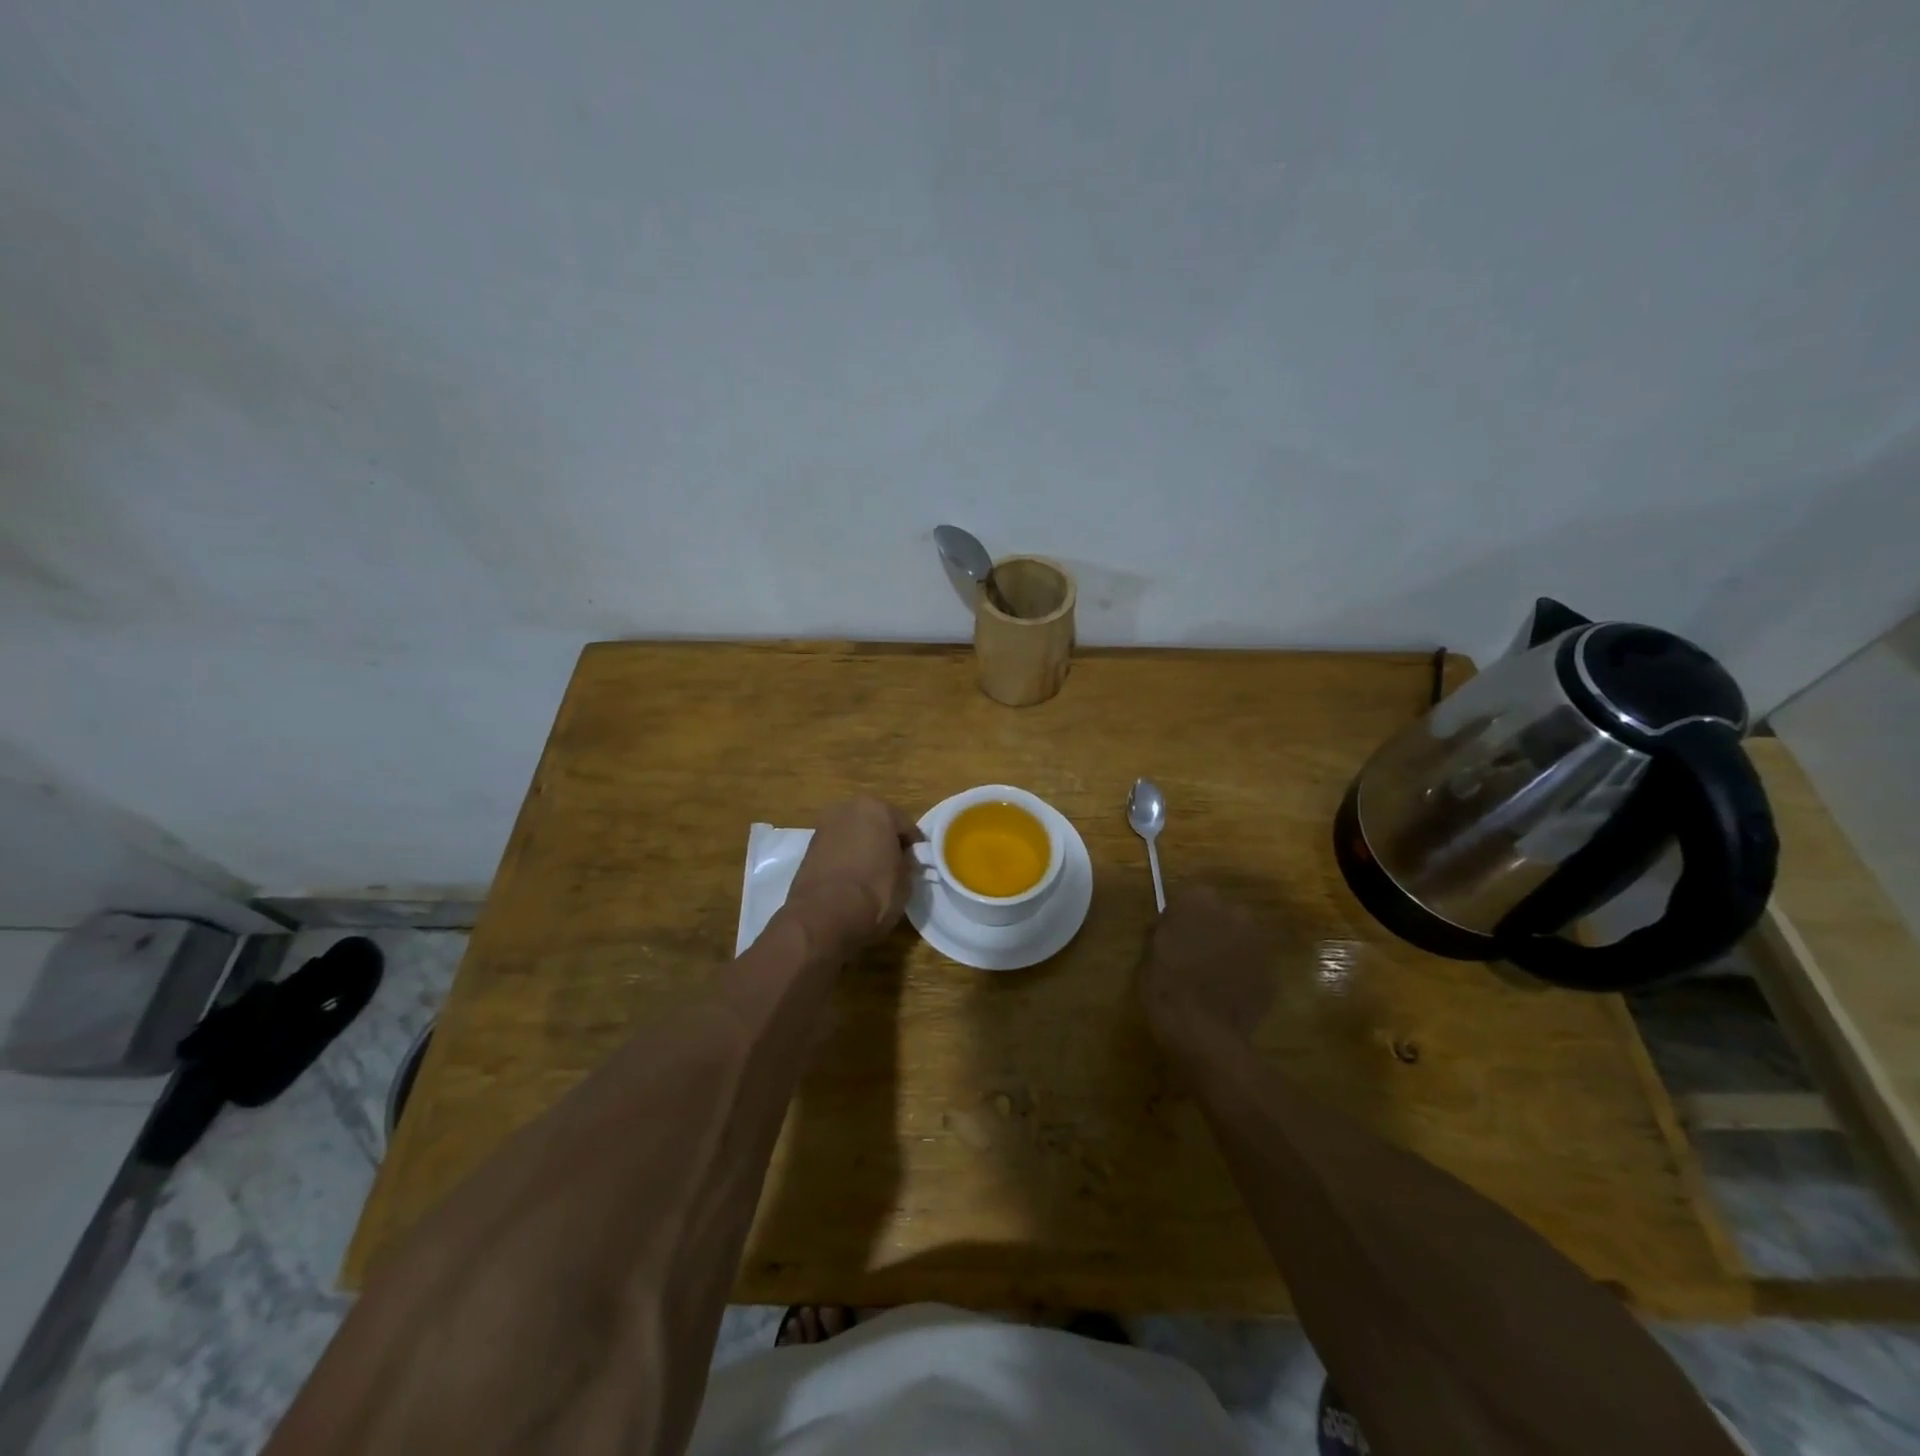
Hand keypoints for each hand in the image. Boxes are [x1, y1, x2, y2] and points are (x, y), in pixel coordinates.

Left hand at [789, 796, 923, 943]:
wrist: (823, 916)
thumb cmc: (874, 892)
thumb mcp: (906, 881)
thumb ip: (907, 863)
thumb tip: (903, 861)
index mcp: (877, 809)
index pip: (905, 826)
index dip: (914, 847)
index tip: (917, 864)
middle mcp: (848, 809)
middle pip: (876, 824)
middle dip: (884, 841)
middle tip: (894, 866)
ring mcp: (824, 826)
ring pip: (853, 835)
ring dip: (863, 848)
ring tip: (871, 875)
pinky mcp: (808, 848)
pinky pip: (836, 849)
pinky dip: (845, 859)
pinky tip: (851, 880)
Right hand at [1138, 886, 1276, 1045]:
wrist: (1201, 1032)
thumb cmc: (1164, 986)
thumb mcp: (1149, 954)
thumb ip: (1162, 932)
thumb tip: (1166, 927)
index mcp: (1198, 901)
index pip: (1194, 897)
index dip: (1185, 916)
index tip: (1176, 934)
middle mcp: (1233, 913)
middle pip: (1223, 914)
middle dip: (1212, 928)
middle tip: (1195, 953)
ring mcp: (1257, 943)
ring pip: (1241, 938)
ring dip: (1230, 949)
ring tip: (1214, 975)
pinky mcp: (1271, 972)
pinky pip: (1253, 965)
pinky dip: (1243, 974)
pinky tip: (1227, 994)